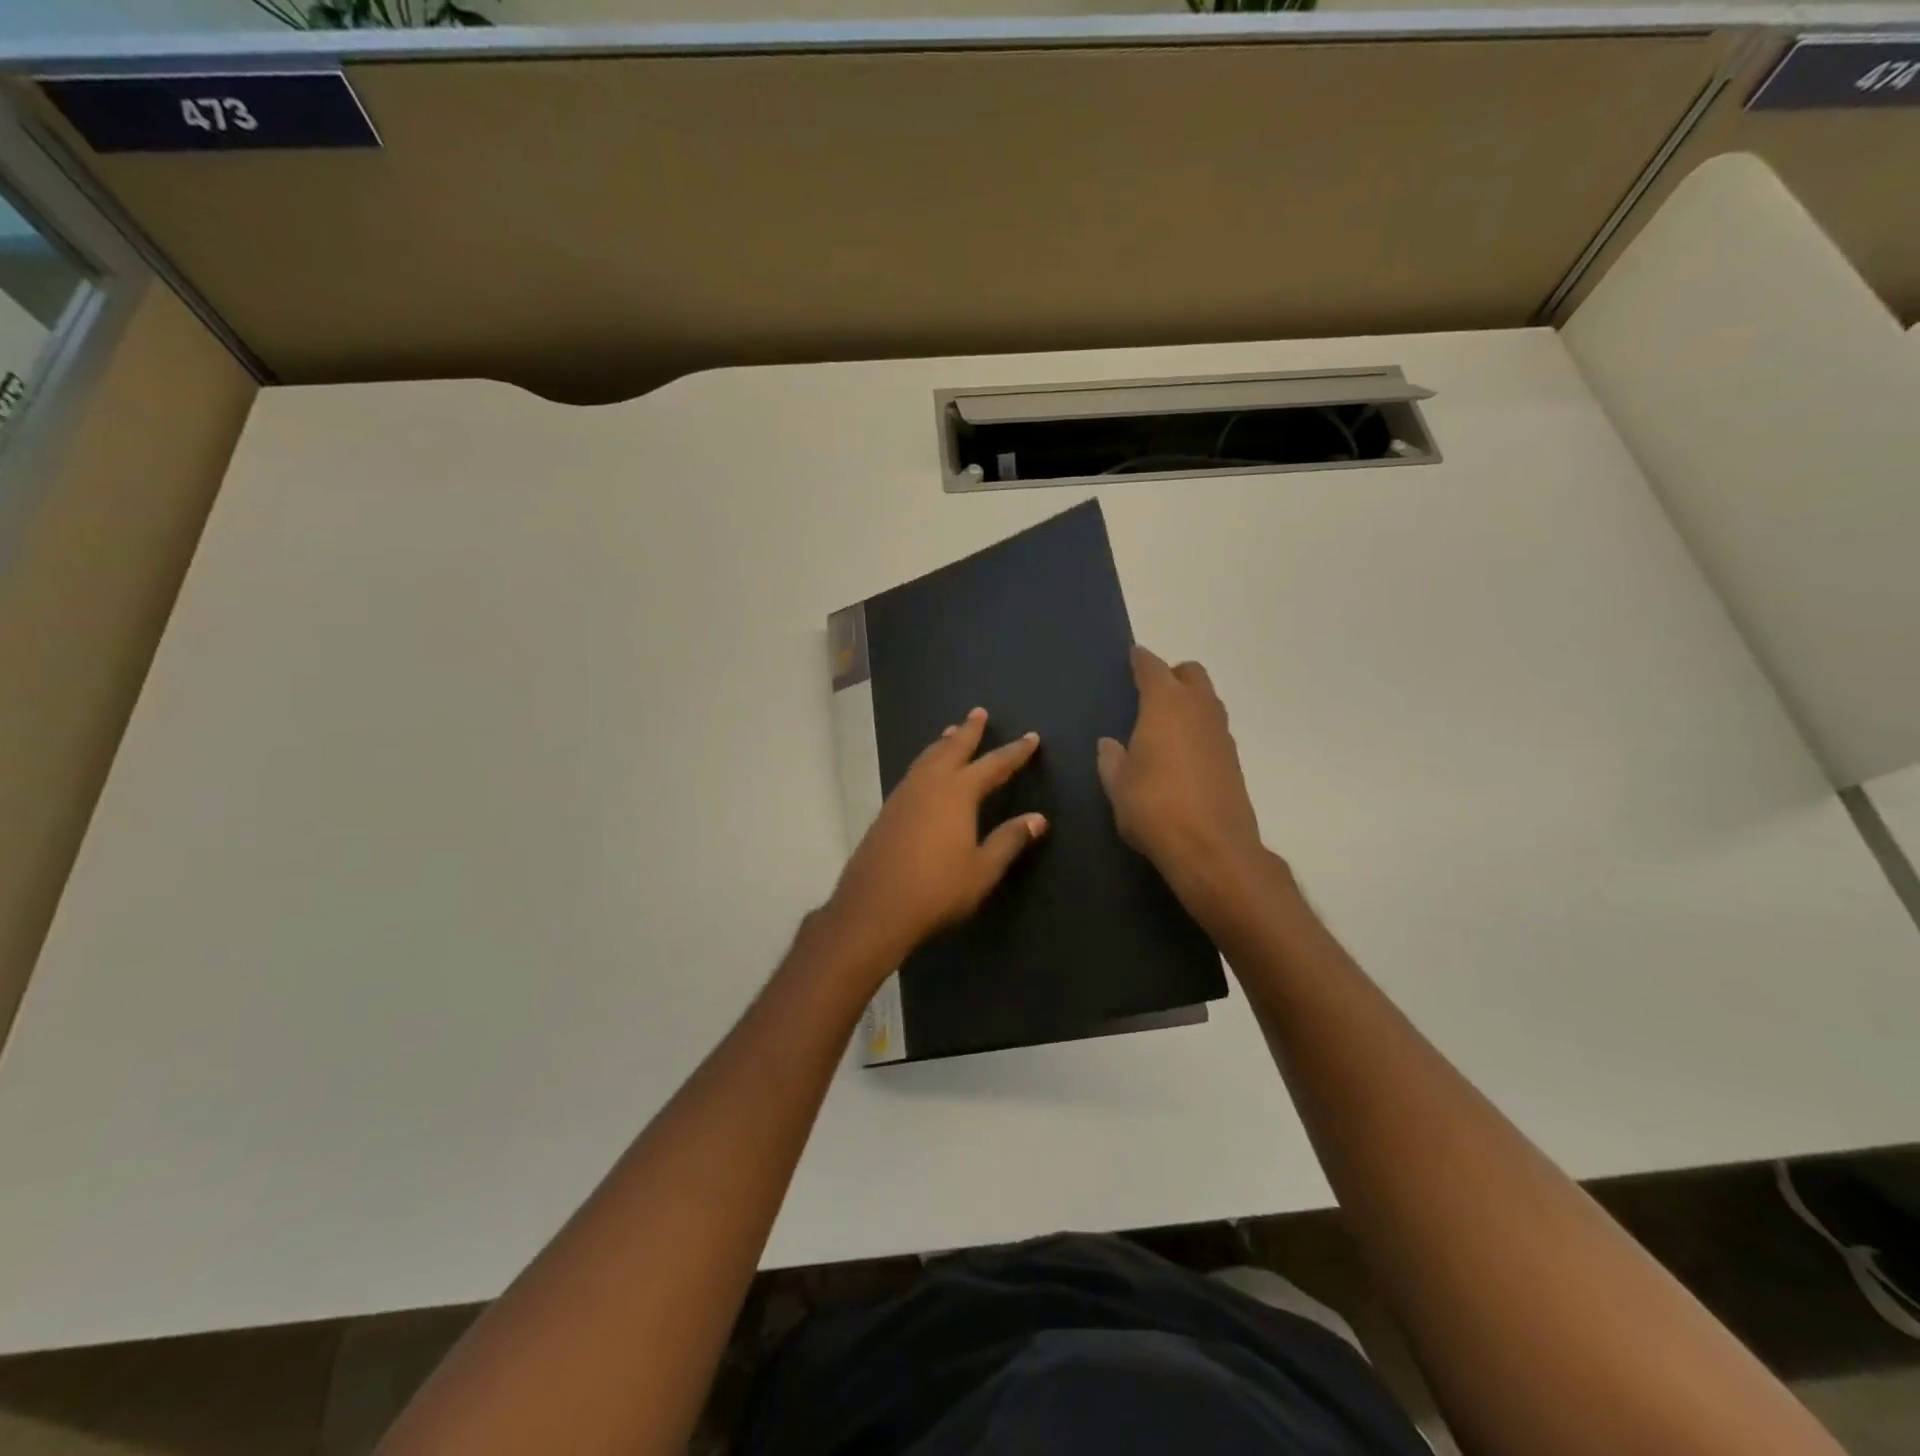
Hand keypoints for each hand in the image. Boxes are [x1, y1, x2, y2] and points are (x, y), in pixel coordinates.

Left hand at [822, 708, 1046, 974]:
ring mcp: (903, 796)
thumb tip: (1038, 819)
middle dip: (969, 731)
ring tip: (951, 733)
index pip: (994, 765)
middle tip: (978, 712)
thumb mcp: (982, 869)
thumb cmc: (937, 889)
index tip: (1031, 738)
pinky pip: (913, 774)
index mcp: (958, 793)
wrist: (874, 908)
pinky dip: (926, 763)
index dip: (1015, 752)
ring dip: (943, 744)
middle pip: (952, 749)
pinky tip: (925, 773)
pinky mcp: (886, 811)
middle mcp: (929, 785)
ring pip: (927, 758)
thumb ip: (1009, 840)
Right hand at [1097, 646, 1265, 899]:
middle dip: (1172, 675)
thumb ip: (1112, 759)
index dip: (1141, 660)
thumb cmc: (1154, 807)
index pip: (1152, 668)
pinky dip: (1198, 729)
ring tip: (1164, 723)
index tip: (1133, 656)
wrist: (1212, 848)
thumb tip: (1110, 744)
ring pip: (1208, 700)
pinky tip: (1181, 753)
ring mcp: (1221, 734)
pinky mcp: (1233, 760)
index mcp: (1165, 705)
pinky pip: (1213, 729)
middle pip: (1191, 674)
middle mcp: (1198, 709)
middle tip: (1150, 691)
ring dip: (1189, 701)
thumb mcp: (1118, 785)